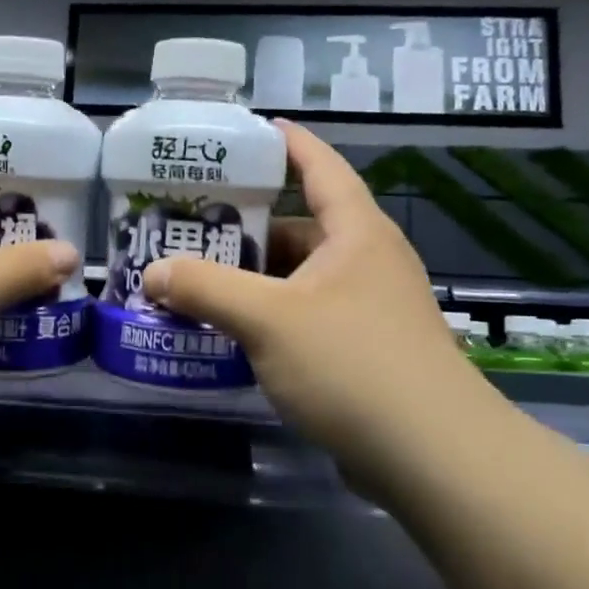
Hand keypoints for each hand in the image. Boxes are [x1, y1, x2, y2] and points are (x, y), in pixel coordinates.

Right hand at [140, 120, 469, 456]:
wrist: (435, 459)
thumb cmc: (352, 364)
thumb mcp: (267, 318)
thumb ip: (205, 288)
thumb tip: (153, 272)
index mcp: (355, 233)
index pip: (320, 167)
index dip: (287, 143)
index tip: (249, 130)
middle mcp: (366, 262)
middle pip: (299, 226)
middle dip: (246, 224)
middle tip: (190, 222)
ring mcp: (367, 309)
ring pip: (298, 277)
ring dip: (252, 277)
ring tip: (196, 276)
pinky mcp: (363, 351)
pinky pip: (304, 315)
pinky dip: (267, 314)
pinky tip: (230, 330)